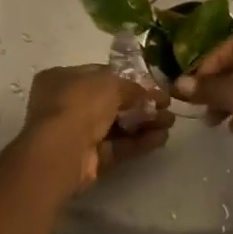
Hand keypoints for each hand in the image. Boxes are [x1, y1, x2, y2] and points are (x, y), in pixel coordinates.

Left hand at [14, 66, 173, 195]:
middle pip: (111, 102)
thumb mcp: (111, 84)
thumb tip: (149, 94)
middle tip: (167, 105)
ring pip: (116, 125)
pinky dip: (139, 142)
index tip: (153, 84)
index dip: (129, 79)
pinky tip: (162, 138)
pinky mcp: (88, 158)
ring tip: (170, 122)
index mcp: (62, 79)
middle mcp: (66, 104)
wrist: (63, 151)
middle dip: (141, 103)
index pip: (100, 75)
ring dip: (144, 123)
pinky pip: (117, 147)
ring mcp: (76, 133)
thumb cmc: (80, 104)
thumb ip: (133, 87)